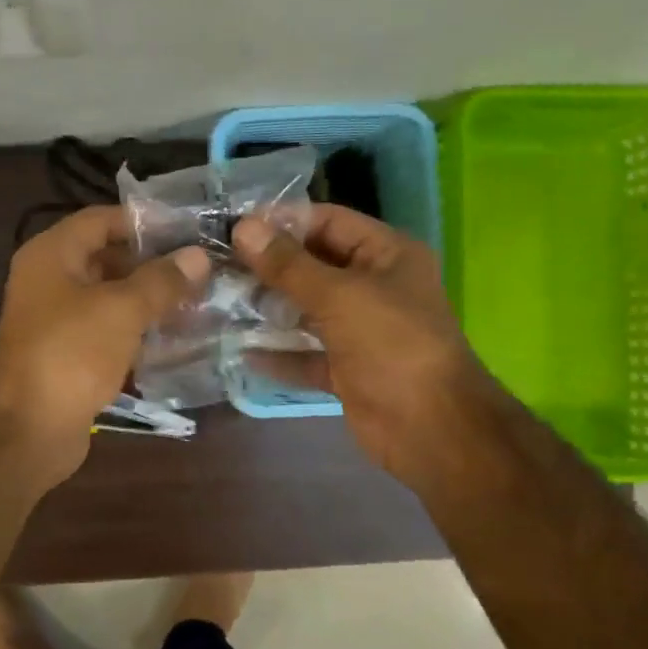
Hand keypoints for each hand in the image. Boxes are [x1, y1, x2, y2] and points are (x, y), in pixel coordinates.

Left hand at [0, 206, 209, 488]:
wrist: (28, 429)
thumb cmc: (71, 354)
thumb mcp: (122, 309)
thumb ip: (161, 280)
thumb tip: (198, 256)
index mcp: (52, 255)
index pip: (101, 220)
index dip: (144, 222)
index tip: (188, 231)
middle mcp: (50, 281)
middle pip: (106, 258)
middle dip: (152, 264)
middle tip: (201, 270)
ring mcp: (57, 322)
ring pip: (110, 299)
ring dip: (149, 301)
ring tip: (198, 302)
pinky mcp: (69, 357)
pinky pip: (108, 333)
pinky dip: (137, 333)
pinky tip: (175, 338)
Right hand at [233, 205, 488, 485]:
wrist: (429, 428)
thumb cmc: (392, 345)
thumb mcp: (339, 296)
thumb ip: (288, 265)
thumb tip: (243, 229)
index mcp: (386, 255)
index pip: (329, 222)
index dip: (283, 221)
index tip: (234, 225)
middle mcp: (374, 287)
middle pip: (313, 266)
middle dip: (268, 267)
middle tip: (218, 264)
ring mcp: (360, 330)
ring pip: (306, 311)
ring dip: (268, 309)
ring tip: (220, 300)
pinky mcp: (346, 368)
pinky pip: (305, 354)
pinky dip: (278, 353)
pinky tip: (240, 350)